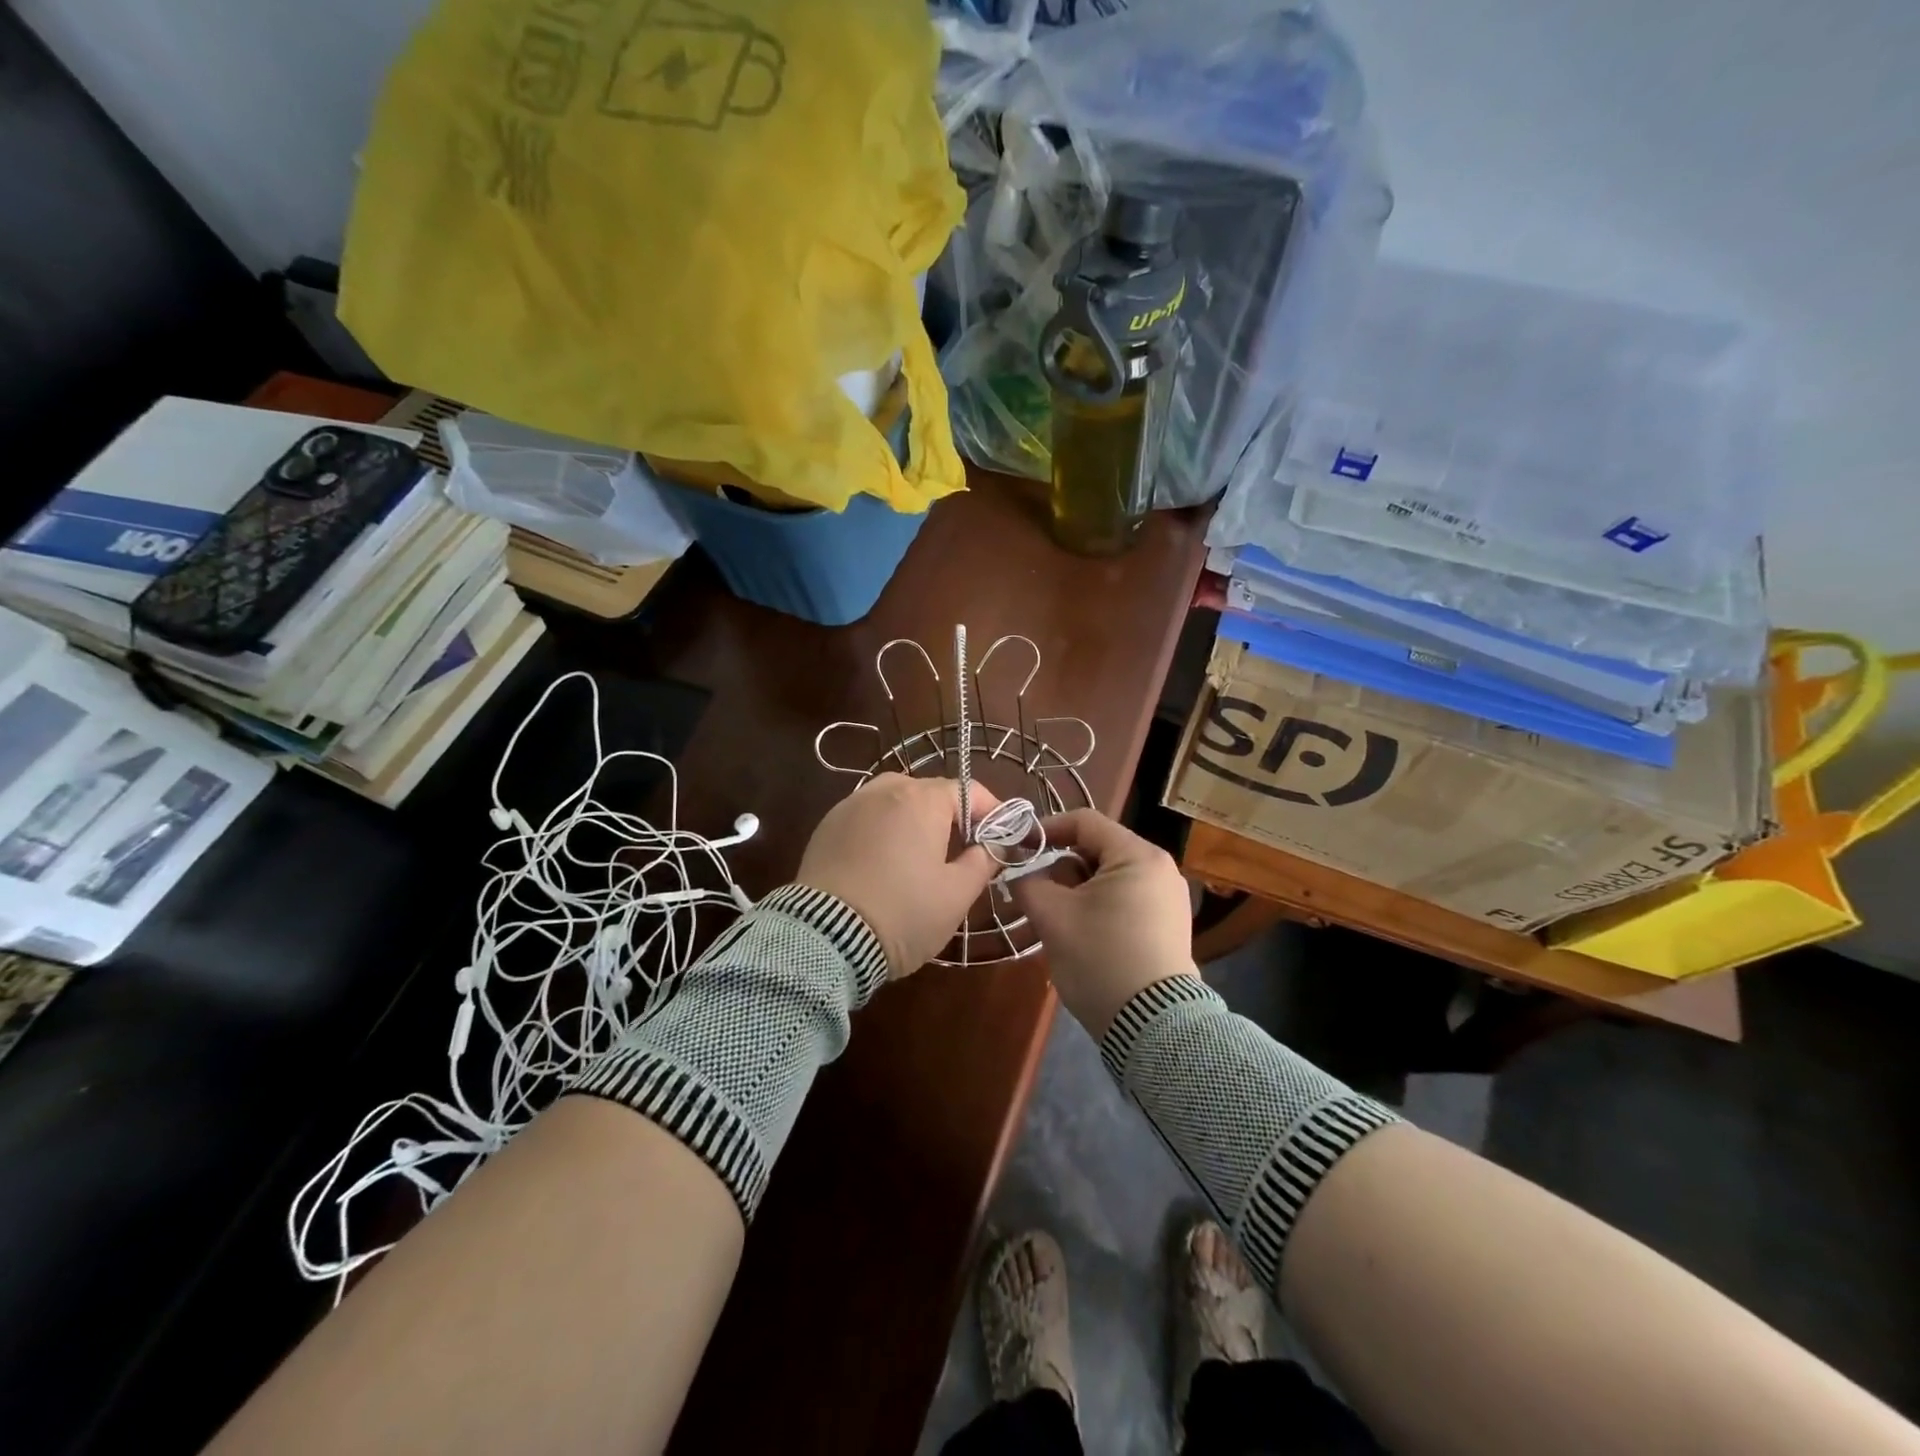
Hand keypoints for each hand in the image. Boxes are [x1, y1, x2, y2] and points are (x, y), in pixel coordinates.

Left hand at [796, 773, 999, 978]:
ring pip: (895, 801)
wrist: (826, 938)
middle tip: (963, 850)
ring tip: (921, 853)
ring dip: (914, 819)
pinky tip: (884, 860)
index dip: (991, 812)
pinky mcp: (827, 826)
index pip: (969, 791)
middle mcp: (886, 790)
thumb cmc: (904, 913)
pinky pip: (866, 817)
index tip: (1003, 837)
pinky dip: (883, 829)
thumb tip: (994, 845)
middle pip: (930, 792)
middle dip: (951, 815)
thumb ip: (983, 861)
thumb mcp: (957, 894)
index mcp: (922, 799)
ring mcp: (851, 805)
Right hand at [1011, 810, 1196, 1036]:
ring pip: (1108, 879)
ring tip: (1053, 921)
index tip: (1017, 848)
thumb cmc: (1101, 959)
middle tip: (1033, 895)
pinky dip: (1096, 908)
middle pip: (1097, 850)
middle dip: (1060, 869)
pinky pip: (1124, 901)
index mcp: (1137, 855)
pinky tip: (1079, 936)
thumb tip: (1021, 875)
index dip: (1045, 830)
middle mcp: (1159, 868)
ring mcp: (1168, 899)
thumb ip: (1029, 884)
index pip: (1084, 821)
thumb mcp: (1053, 918)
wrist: (1152, 1026)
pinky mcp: (1167, 926)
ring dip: (1075, 892)